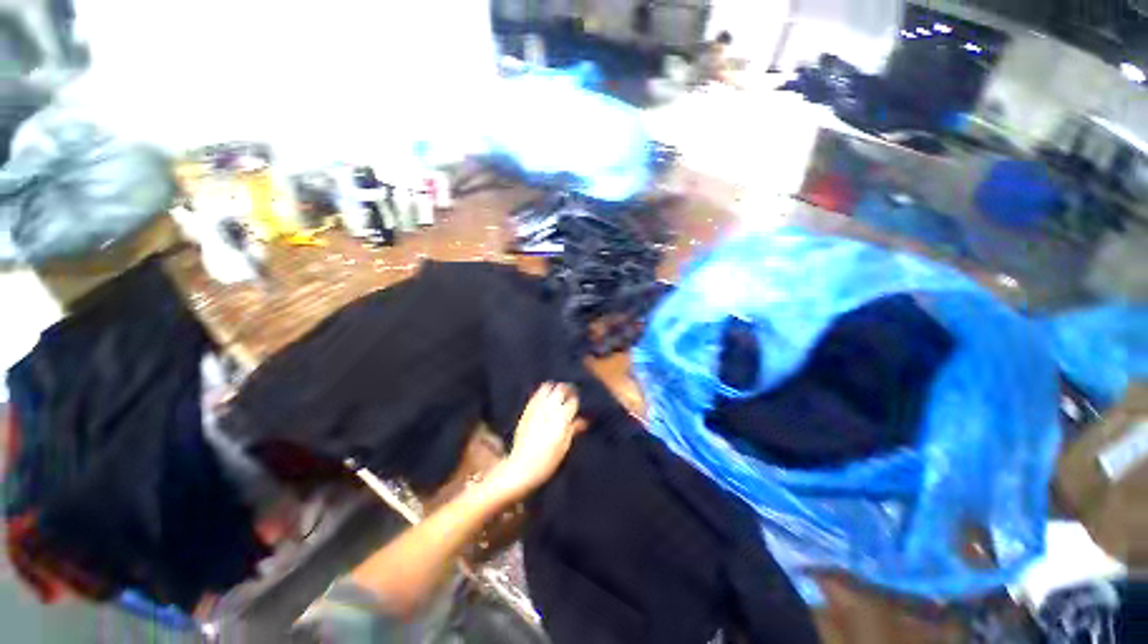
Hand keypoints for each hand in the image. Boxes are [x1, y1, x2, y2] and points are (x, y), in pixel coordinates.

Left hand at [488, 383, 584, 500]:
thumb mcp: (564, 446)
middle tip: (570, 391)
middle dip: (567, 389)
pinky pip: (536, 395)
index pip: (573, 401)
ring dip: (554, 388)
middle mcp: (550, 410)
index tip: (577, 402)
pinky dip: (542, 392)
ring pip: (548, 388)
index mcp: (562, 419)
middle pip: (561, 390)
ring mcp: (537, 409)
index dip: (576, 401)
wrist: (522, 466)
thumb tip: (583, 420)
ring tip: (557, 391)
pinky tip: (544, 395)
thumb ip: (573, 429)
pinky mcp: (527, 411)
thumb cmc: (548, 460)